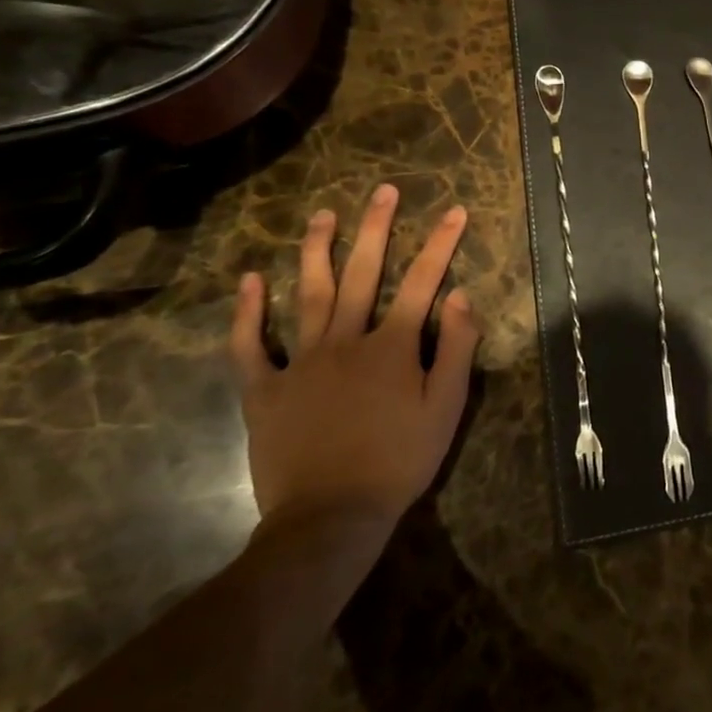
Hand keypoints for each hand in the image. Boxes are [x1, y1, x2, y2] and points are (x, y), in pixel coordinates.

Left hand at [228, 186, 480, 532]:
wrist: (329, 519)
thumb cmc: (398, 461)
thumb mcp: (446, 408)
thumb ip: (457, 348)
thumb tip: (462, 295)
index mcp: (392, 346)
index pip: (423, 282)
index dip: (442, 243)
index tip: (455, 210)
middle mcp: (346, 341)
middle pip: (362, 274)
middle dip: (376, 228)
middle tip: (383, 191)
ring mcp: (300, 363)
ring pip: (308, 295)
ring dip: (316, 251)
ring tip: (321, 215)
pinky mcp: (264, 391)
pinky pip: (250, 347)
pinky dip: (248, 313)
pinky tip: (250, 280)